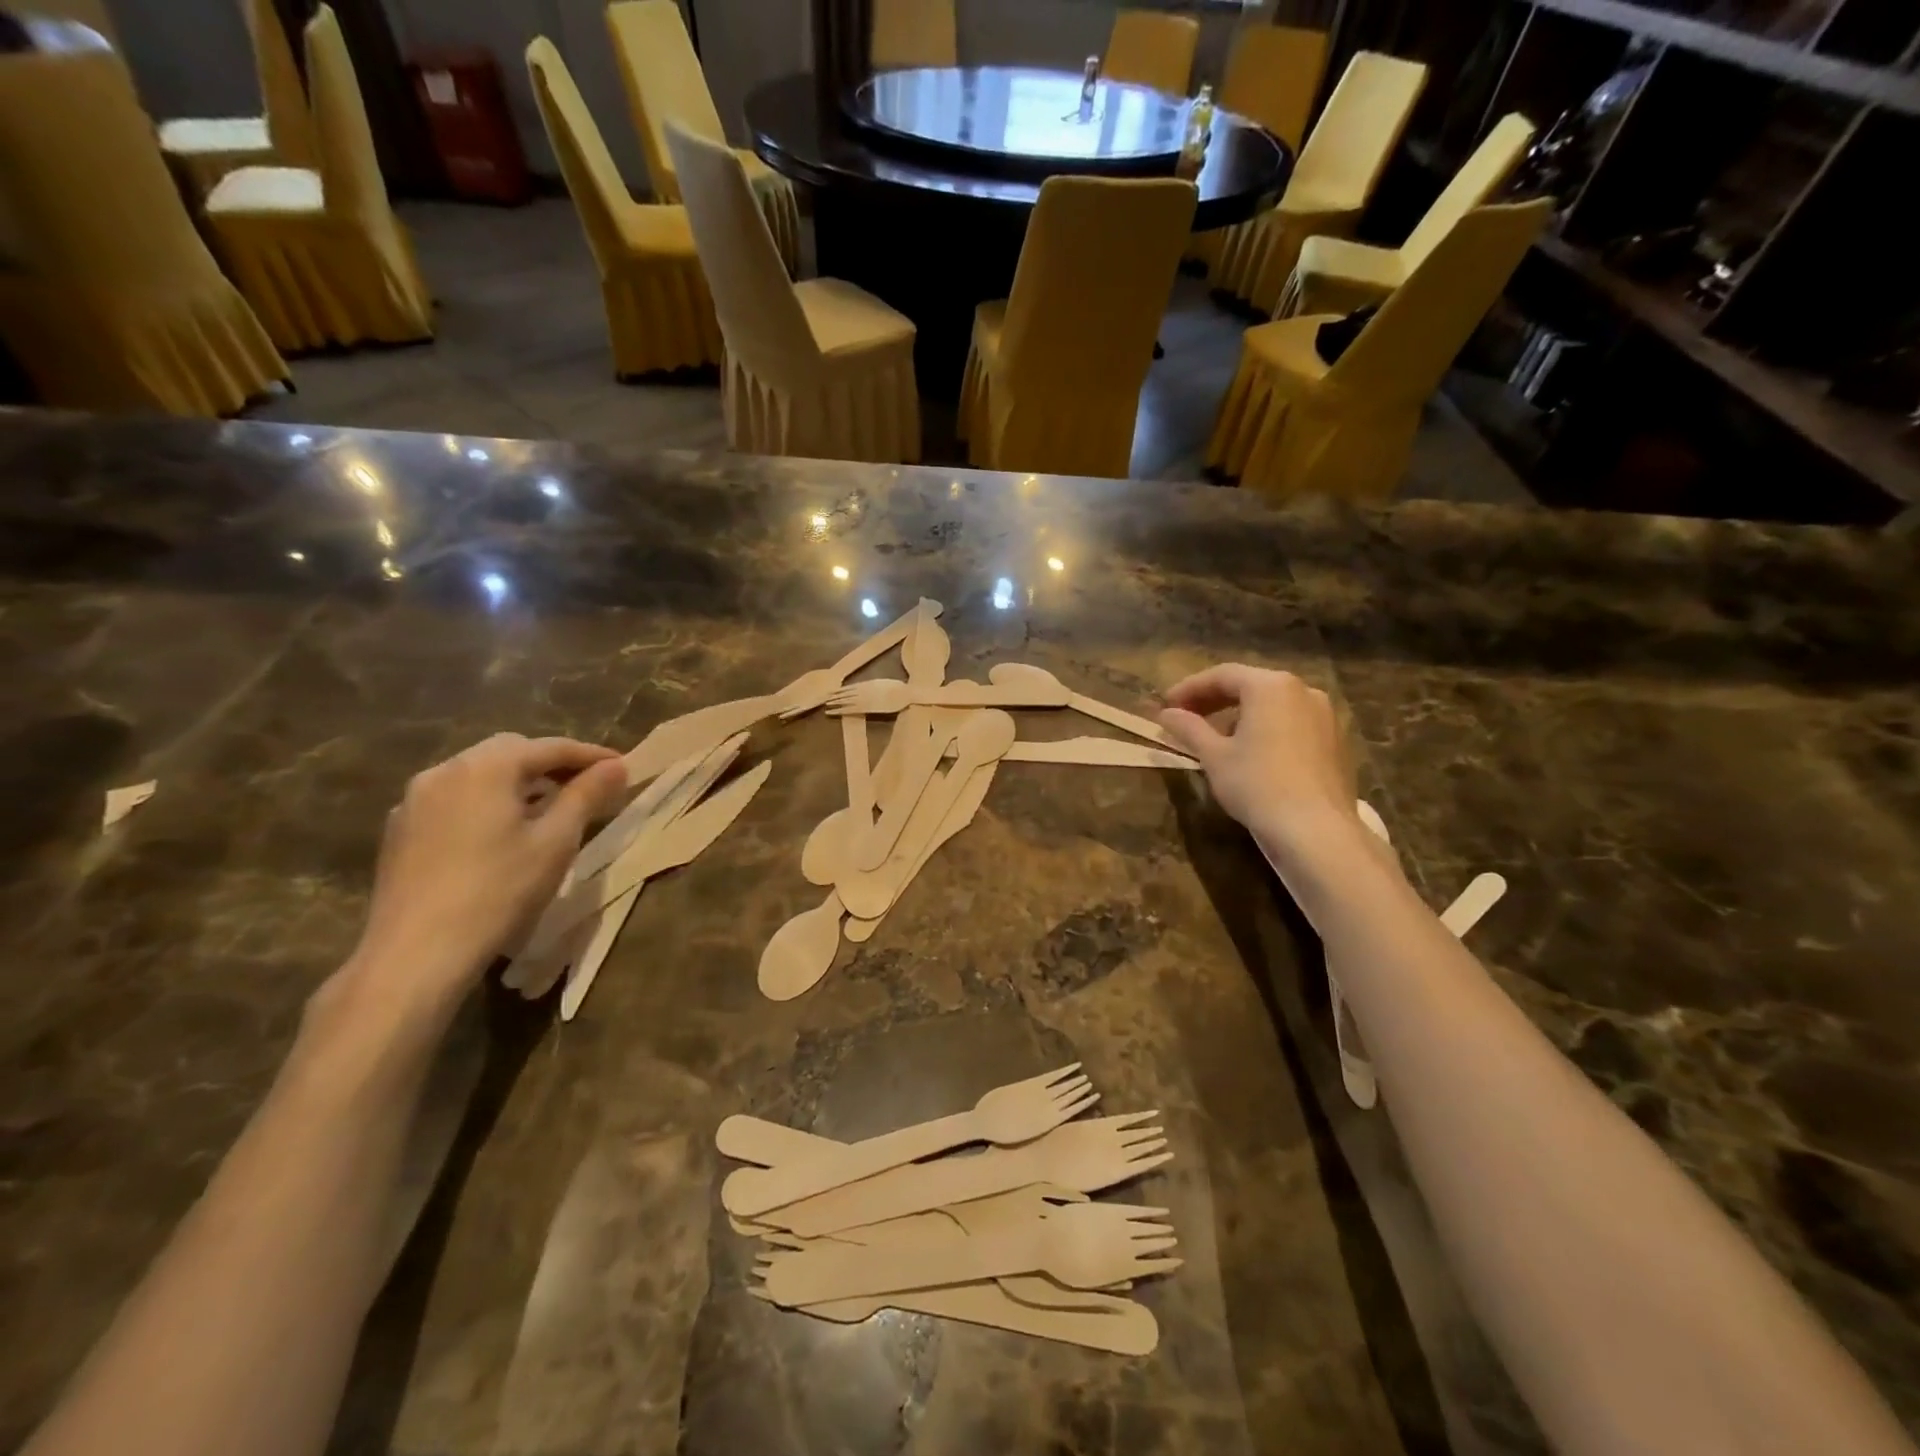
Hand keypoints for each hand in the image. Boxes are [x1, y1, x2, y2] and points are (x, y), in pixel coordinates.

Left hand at [341, 735, 627, 1021]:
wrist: (417, 953)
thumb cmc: (499, 891)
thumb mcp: (556, 841)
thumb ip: (587, 795)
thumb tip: (615, 767)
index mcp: (486, 767)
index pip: (550, 747)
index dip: (591, 755)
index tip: (623, 767)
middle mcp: (445, 770)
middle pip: (510, 751)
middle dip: (551, 763)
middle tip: (585, 785)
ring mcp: (415, 799)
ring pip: (479, 774)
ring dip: (517, 782)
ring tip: (547, 808)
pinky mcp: (400, 829)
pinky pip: (454, 799)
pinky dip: (486, 802)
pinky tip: (501, 832)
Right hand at [1159, 665, 1367, 875]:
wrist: (1315, 830)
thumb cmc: (1257, 785)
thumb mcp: (1214, 756)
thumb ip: (1188, 728)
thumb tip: (1165, 714)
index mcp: (1271, 686)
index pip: (1222, 675)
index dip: (1189, 688)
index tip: (1166, 705)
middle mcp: (1303, 690)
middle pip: (1250, 686)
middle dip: (1214, 700)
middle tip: (1185, 717)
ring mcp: (1325, 715)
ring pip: (1273, 705)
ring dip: (1240, 714)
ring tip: (1215, 737)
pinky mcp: (1335, 741)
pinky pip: (1292, 723)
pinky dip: (1266, 728)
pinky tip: (1250, 752)